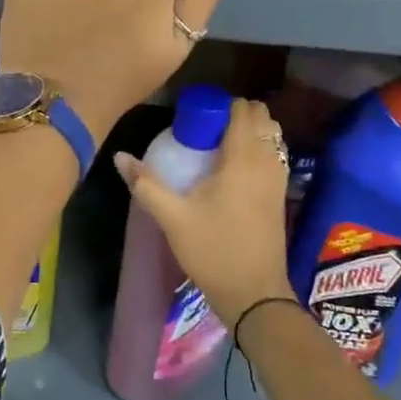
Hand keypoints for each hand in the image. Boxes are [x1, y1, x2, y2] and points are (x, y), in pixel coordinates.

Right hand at [112, 98, 293, 325]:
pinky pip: (274, 154)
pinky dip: (259, 148)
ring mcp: (279, 178)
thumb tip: (119, 156)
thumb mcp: (172, 217)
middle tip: (205, 129)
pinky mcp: (281, 194)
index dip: (221, 105)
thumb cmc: (213, 250)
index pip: (242, 109)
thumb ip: (145, 183)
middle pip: (262, 117)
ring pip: (272, 135)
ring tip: (217, 145)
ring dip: (250, 131)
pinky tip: (232, 168)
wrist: (254, 294)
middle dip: (236, 114)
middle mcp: (267, 161)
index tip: (196, 116)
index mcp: (243, 158)